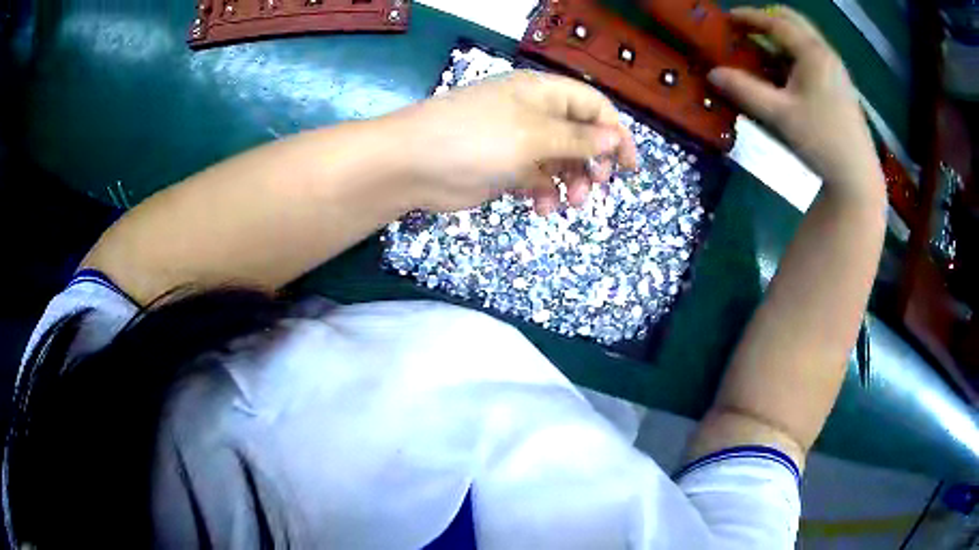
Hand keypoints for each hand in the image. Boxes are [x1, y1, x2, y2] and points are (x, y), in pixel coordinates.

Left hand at [391, 70, 636, 213]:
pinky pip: (537, 179)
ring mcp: (518, 141)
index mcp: (543, 93)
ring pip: (561, 161)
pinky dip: (544, 193)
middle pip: (580, 135)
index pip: (593, 106)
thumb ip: (577, 139)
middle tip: (597, 187)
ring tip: (569, 204)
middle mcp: (534, 114)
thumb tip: (614, 137)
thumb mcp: (534, 136)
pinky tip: (541, 207)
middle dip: (592, 162)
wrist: (413, 164)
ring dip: (570, 183)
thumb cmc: (476, 139)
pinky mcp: (504, 167)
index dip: (616, 133)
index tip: (631, 166)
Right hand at [709, 6, 882, 198]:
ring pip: (805, 39)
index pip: (777, 22)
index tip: (728, 17)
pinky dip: (794, 54)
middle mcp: (826, 54)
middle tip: (747, 28)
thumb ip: (745, 90)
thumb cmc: (821, 141)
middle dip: (768, 19)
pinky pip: (813, 56)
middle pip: (795, 21)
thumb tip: (712, 73)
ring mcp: (836, 70)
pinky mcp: (841, 87)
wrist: (857, 177)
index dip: (750, 17)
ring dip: (782, 37)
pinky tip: (785, 73)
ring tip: (762, 50)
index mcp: (813, 53)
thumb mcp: (779, 115)